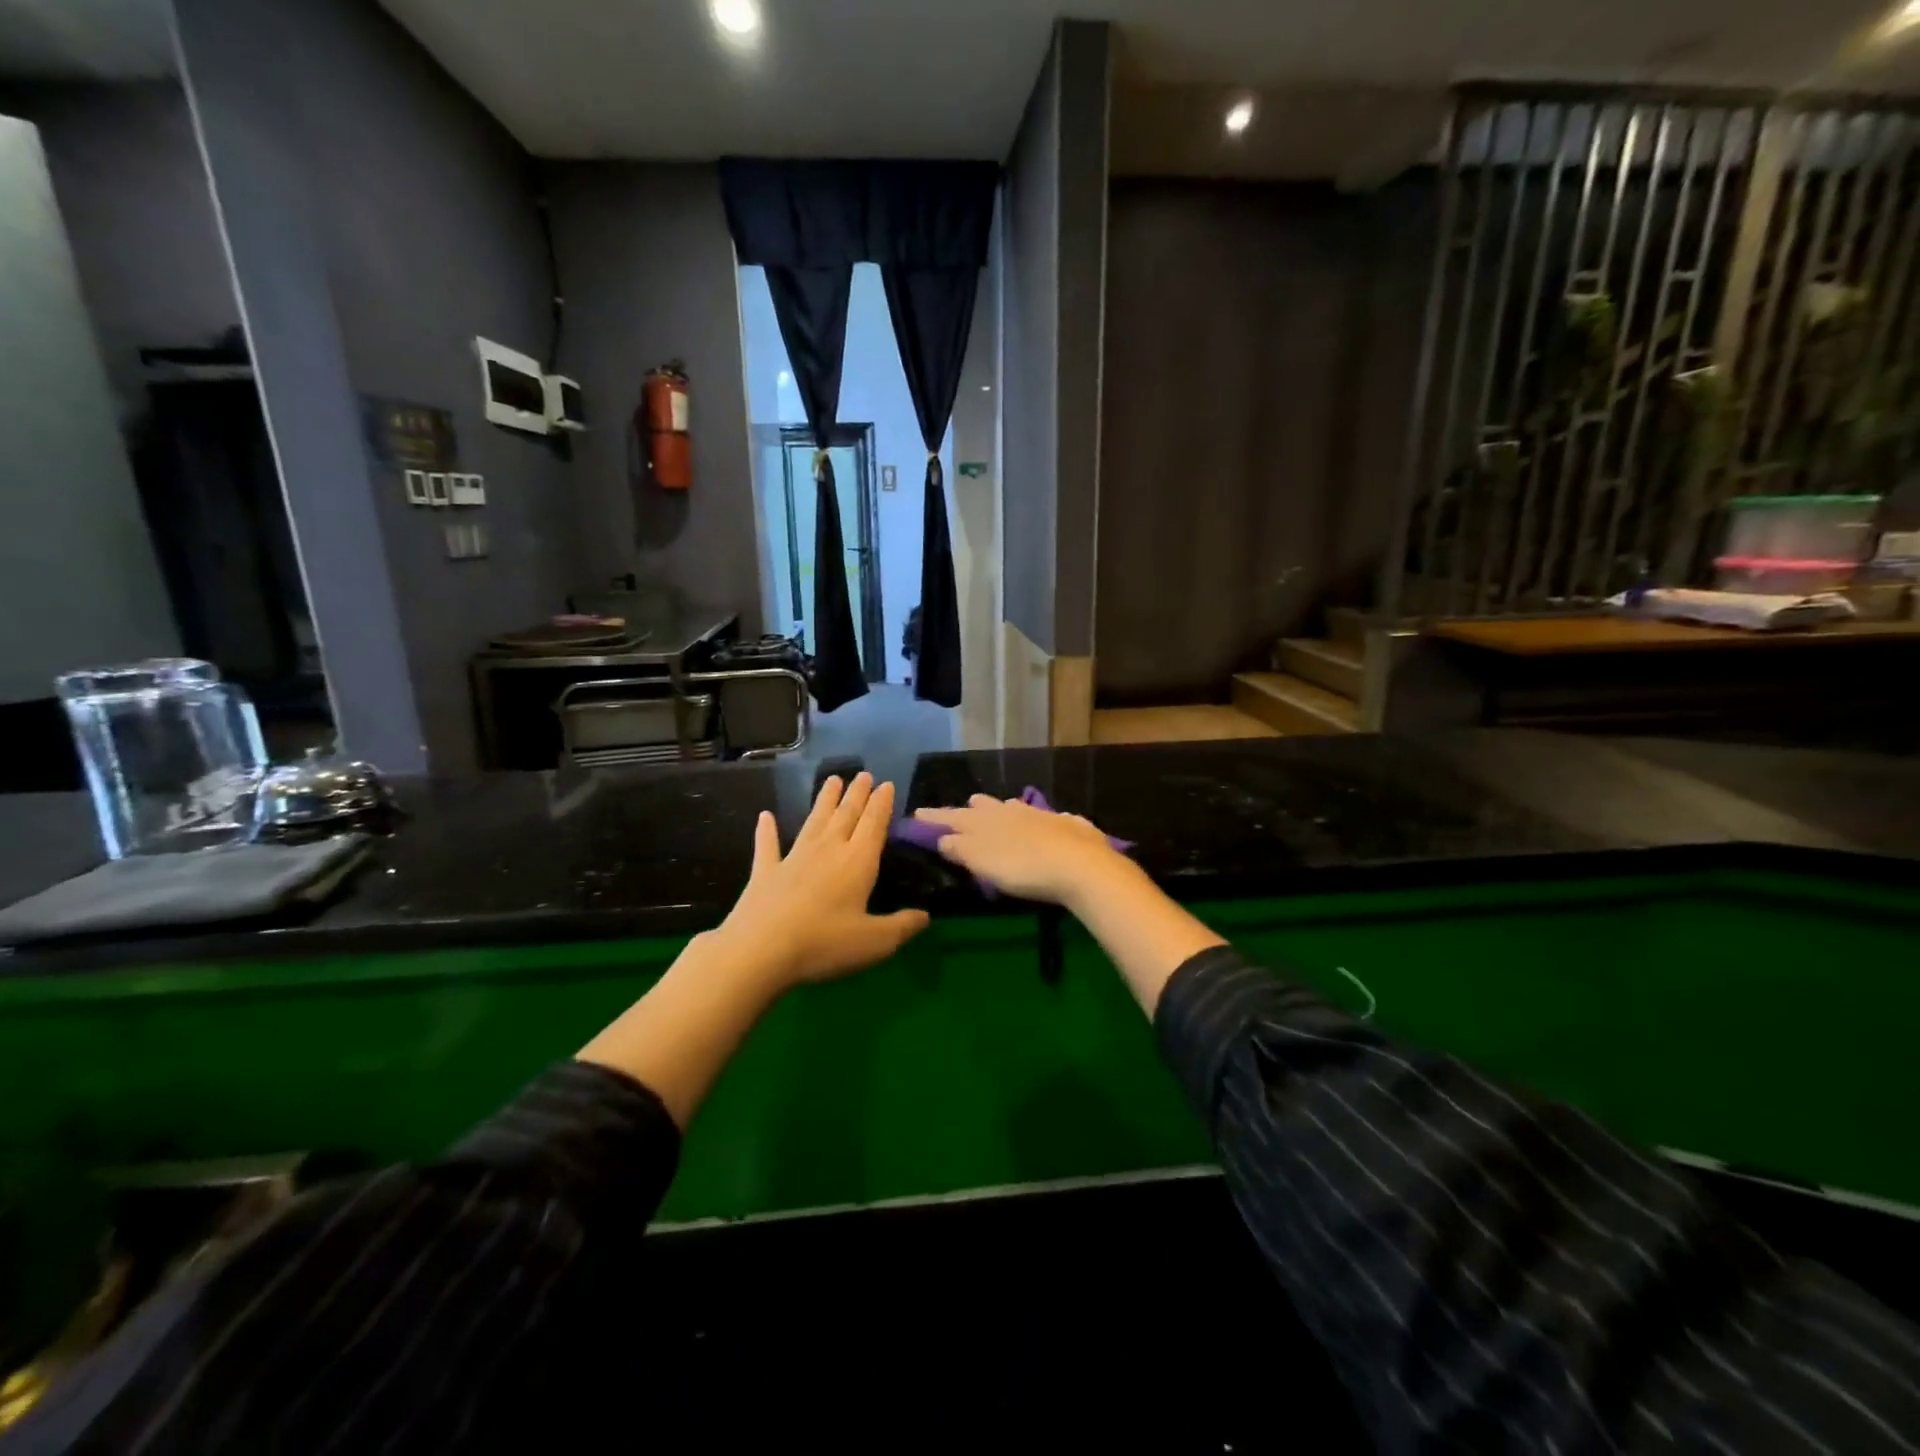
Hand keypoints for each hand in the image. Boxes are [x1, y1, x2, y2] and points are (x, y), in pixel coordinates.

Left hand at [715, 773, 928, 986]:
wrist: (760, 950)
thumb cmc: (824, 943)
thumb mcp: (875, 942)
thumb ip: (902, 927)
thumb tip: (926, 916)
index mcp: (857, 862)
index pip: (873, 824)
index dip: (881, 804)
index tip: (886, 784)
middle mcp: (828, 850)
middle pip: (846, 815)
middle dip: (857, 794)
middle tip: (863, 774)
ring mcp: (794, 858)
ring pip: (814, 821)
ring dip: (824, 800)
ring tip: (832, 780)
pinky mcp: (765, 871)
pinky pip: (768, 845)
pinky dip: (767, 830)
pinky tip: (765, 816)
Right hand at [912, 795, 1131, 906]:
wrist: (1079, 865)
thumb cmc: (1022, 867)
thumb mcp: (982, 862)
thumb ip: (960, 849)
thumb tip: (942, 837)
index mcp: (986, 821)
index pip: (953, 817)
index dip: (934, 818)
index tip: (917, 813)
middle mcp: (1012, 811)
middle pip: (986, 807)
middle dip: (973, 808)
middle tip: (965, 806)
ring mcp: (1042, 816)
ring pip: (1017, 807)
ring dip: (1005, 808)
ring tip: (1002, 808)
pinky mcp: (1069, 826)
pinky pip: (1049, 818)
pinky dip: (1042, 820)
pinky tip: (1048, 822)